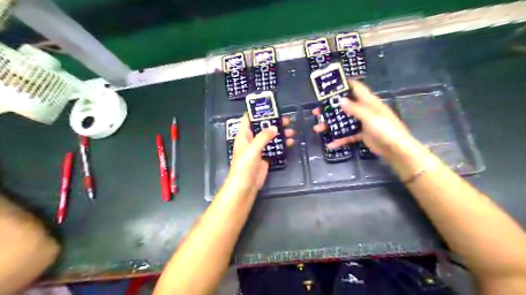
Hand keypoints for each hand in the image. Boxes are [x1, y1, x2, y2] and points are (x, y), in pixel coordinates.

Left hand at [227, 115, 294, 193]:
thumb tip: (275, 127)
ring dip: (280, 134)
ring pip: (270, 137)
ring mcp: (259, 149)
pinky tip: (291, 142)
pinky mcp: (265, 157)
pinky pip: (275, 148)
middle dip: (274, 122)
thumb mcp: (253, 148)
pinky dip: (282, 144)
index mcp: (244, 135)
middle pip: (262, 127)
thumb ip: (263, 137)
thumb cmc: (245, 165)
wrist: (245, 185)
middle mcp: (251, 140)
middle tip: (287, 119)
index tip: (270, 106)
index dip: (257, 112)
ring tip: (292, 130)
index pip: (249, 119)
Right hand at [313, 80, 416, 163]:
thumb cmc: (386, 129)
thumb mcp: (370, 117)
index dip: (345, 84)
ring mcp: (362, 123)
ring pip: (343, 121)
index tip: (330, 84)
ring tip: (317, 128)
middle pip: (345, 106)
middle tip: (317, 111)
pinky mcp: (361, 135)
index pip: (356, 88)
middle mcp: (365, 110)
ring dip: (331, 125)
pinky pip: (348, 135)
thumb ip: (355, 109)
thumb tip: (340, 100)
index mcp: (369, 102)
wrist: (396, 150)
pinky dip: (339, 139)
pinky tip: (330, 144)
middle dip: (330, 108)